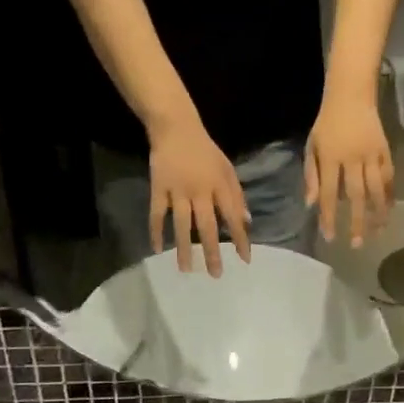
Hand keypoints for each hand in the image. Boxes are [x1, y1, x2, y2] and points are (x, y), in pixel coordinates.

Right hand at [147, 116, 250, 275]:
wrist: (176, 128)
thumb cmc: (205, 151)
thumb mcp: (227, 169)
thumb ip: (237, 196)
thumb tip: (247, 222)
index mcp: (220, 185)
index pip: (232, 217)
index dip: (240, 238)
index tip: (245, 259)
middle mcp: (200, 190)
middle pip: (207, 226)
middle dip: (212, 251)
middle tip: (216, 275)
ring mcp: (177, 190)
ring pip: (182, 224)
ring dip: (184, 248)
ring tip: (186, 270)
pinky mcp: (158, 188)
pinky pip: (156, 213)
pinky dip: (156, 231)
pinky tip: (158, 249)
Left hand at [304, 90, 392, 248]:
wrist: (351, 96)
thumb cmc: (326, 124)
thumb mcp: (312, 147)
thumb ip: (311, 176)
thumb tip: (311, 205)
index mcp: (331, 158)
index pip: (330, 193)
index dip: (330, 216)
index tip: (330, 237)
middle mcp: (353, 158)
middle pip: (356, 196)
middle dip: (357, 222)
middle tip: (356, 244)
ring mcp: (372, 154)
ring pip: (377, 189)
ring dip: (378, 213)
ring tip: (378, 233)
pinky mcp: (385, 150)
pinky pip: (389, 176)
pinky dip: (390, 194)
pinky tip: (389, 209)